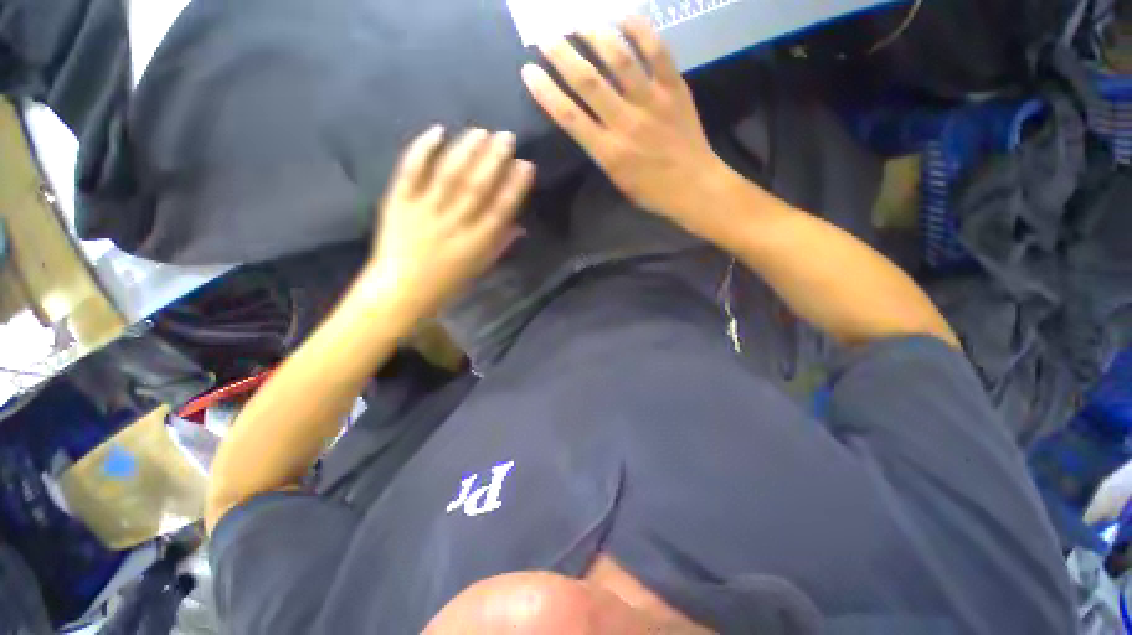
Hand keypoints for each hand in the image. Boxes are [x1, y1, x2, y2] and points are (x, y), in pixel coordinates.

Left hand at [363, 126, 535, 316]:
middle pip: (477, 186)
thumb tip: (519, 224)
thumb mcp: (480, 268)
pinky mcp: (399, 202)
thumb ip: (500, 244)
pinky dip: (423, 150)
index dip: (515, 185)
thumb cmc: (447, 283)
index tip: (526, 164)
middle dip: (494, 159)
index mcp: (477, 243)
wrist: (400, 291)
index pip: (501, 209)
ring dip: (466, 150)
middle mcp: (454, 223)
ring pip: (449, 175)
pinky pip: (411, 172)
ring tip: (480, 131)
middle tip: (506, 137)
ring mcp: (424, 211)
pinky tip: (437, 132)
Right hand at [521, 17, 729, 223]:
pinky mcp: (674, 89)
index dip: (546, 92)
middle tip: (545, 38)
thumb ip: (601, 151)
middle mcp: (626, 123)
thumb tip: (586, 123)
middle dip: (562, 55)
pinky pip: (657, 51)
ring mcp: (652, 103)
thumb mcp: (617, 181)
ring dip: (595, 36)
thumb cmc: (652, 191)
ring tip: (579, 23)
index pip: (569, 117)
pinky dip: (639, 30)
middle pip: (588, 82)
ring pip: (620, 60)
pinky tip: (622, 17)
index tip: (528, 71)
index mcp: (609, 152)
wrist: (695, 186)